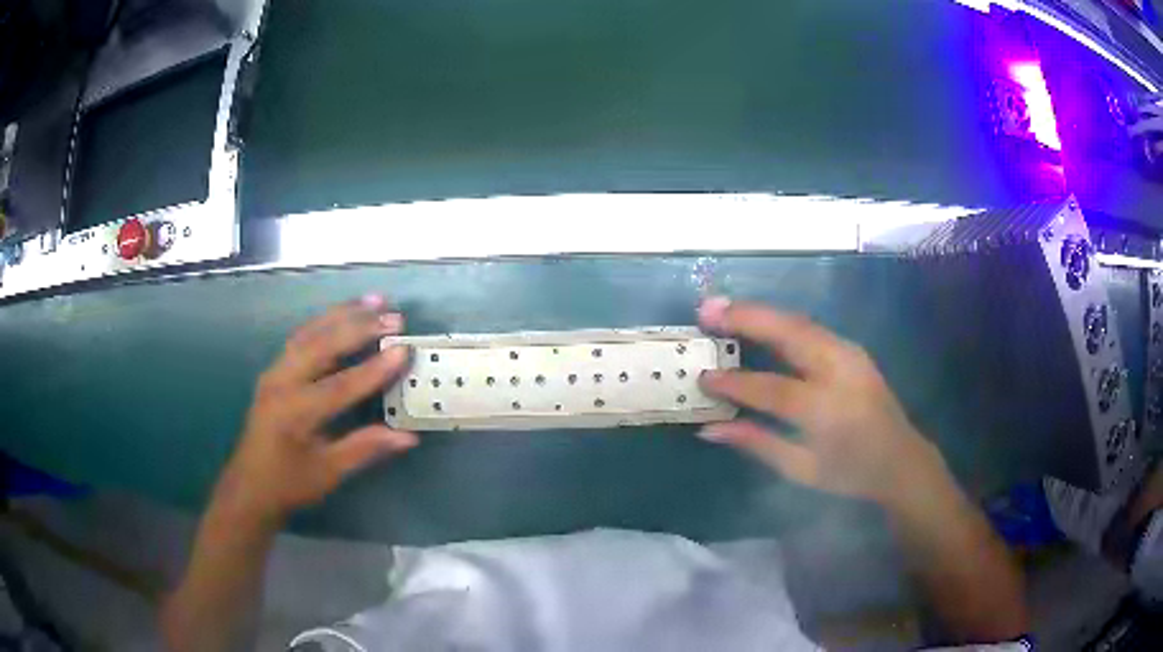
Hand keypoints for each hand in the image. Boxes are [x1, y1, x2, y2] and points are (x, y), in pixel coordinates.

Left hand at [217, 295, 417, 522]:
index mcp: (295, 413)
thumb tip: (408, 437)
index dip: (374, 369)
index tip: (404, 350)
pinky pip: (301, 338)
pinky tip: (344, 314)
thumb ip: (365, 448)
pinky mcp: (274, 370)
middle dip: (359, 327)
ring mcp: (275, 372)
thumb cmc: (289, 484)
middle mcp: (281, 383)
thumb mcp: (328, 472)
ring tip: (374, 301)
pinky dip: (325, 322)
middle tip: (394, 316)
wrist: (249, 486)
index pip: (340, 385)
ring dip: (342, 314)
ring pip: (310, 333)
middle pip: (322, 345)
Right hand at [696, 297, 941, 505]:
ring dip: (760, 311)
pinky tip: (758, 319)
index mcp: (827, 410)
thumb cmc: (850, 473)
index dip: (735, 383)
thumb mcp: (802, 469)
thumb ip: (757, 443)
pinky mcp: (852, 348)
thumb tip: (710, 429)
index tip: (704, 377)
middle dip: (746, 318)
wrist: (901, 460)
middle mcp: (840, 372)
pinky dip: (779, 319)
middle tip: (706, 310)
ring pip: (799, 322)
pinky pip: (810, 327)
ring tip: (723, 307)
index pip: (772, 389)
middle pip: (789, 334)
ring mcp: (850, 354)